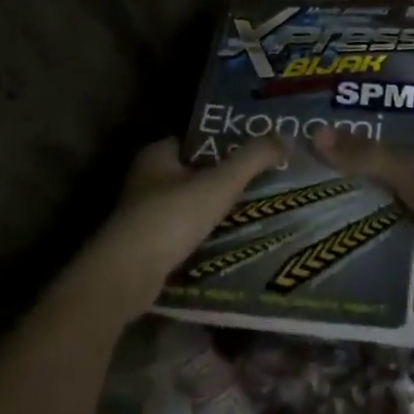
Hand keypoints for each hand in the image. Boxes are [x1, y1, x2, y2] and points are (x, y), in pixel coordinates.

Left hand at [66, 135, 287, 327]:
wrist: (125, 277)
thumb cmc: (170, 218)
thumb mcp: (219, 183)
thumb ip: (253, 158)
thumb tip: (288, 137)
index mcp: (157, 154)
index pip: (200, 139)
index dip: (230, 141)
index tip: (260, 149)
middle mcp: (146, 178)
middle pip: (197, 171)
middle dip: (228, 176)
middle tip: (267, 178)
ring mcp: (144, 213)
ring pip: (192, 202)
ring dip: (218, 206)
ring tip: (258, 207)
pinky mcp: (147, 244)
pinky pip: (186, 229)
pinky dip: (207, 231)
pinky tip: (233, 236)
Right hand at [312, 128, 413, 307]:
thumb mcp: (408, 169)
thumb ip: (366, 156)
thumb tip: (315, 134)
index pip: (399, 151)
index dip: (365, 152)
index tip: (327, 155)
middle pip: (392, 185)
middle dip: (360, 188)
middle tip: (310, 186)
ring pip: (390, 217)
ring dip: (363, 219)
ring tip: (311, 214)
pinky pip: (393, 247)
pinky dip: (372, 247)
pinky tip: (334, 244)